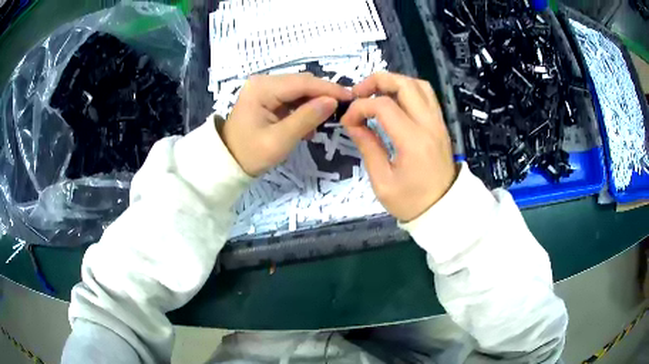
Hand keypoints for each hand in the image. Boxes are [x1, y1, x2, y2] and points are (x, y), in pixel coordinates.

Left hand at [222, 73, 352, 175]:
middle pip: (302, 83)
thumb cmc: (250, 154)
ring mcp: (264, 88)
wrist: (227, 163)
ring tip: (327, 120)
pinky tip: (309, 125)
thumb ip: (306, 118)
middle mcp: (263, 81)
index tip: (351, 97)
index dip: (329, 89)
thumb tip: (333, 101)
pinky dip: (304, 108)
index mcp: (262, 88)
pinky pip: (291, 98)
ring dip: (314, 103)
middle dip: (323, 94)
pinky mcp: (266, 97)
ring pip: (299, 90)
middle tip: (345, 108)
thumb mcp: (280, 140)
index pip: (303, 82)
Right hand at [341, 72, 457, 221]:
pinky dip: (408, 90)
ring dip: (394, 82)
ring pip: (418, 85)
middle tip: (358, 93)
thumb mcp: (382, 182)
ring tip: (376, 94)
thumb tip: (353, 123)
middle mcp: (429, 125)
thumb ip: (368, 147)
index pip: (383, 106)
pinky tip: (394, 101)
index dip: (359, 107)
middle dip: (377, 81)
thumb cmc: (412, 202)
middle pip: (404, 84)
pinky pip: (427, 95)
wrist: (445, 211)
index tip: (347, 121)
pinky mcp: (440, 125)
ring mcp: (438, 123)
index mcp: (413, 141)